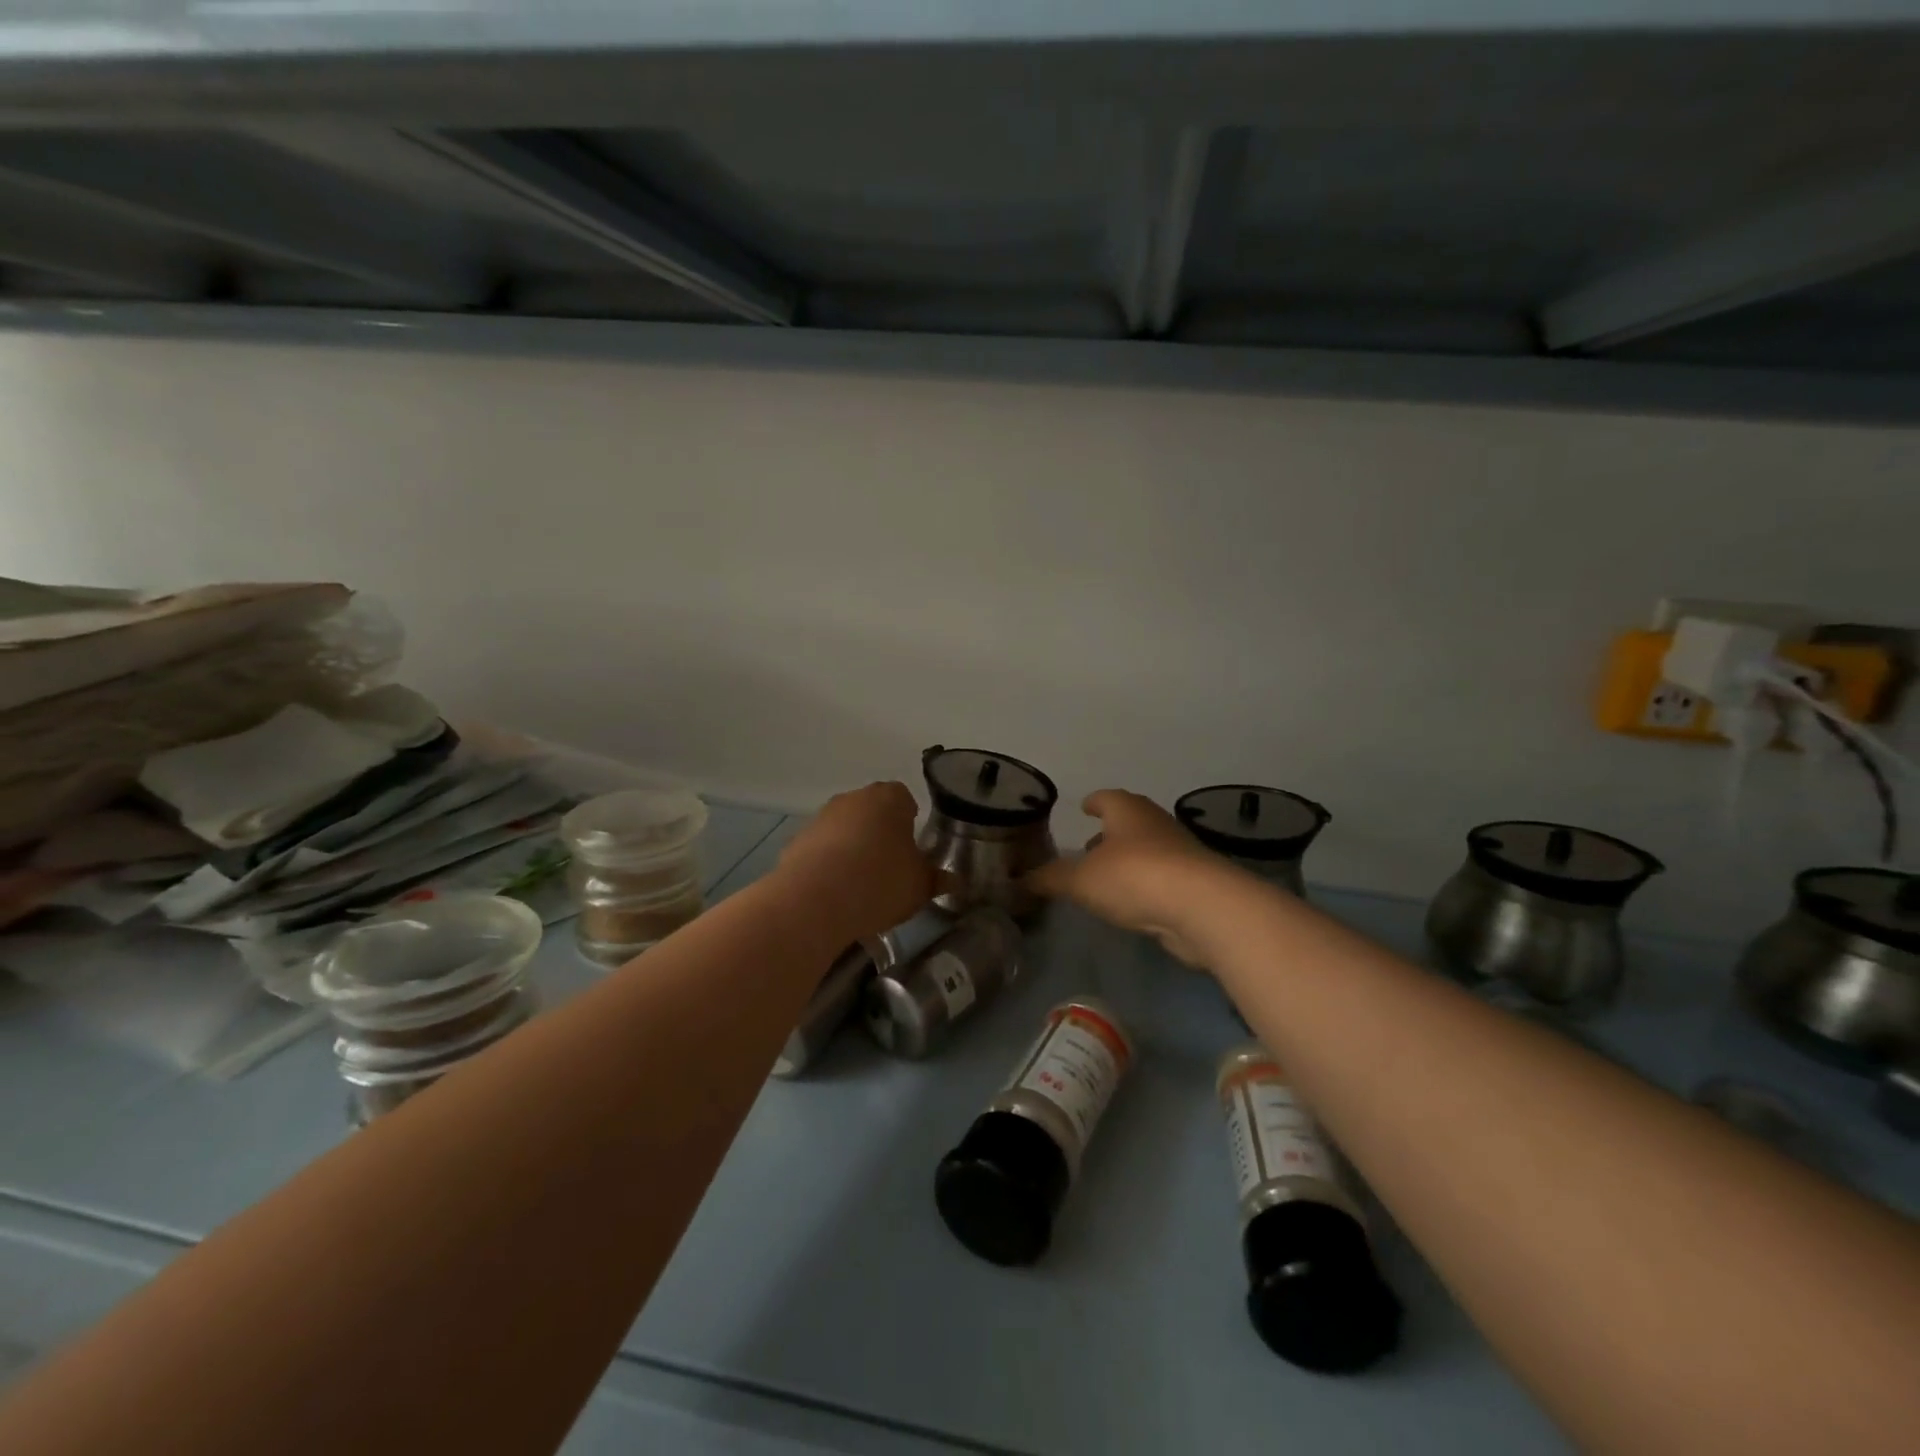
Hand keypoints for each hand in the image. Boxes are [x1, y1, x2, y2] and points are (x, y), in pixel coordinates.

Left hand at [778, 781, 933, 941]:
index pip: (905, 798)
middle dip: (881, 833)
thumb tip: (953, 880)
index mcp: (889, 798)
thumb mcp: (920, 886)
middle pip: (872, 811)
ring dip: (853, 849)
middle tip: (891, 867)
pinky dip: (829, 865)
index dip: (911, 821)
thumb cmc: (880, 882)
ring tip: (861, 886)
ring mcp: (821, 818)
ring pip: (845, 830)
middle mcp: (853, 798)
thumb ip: (937, 879)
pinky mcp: (797, 842)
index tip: (913, 847)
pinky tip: (835, 894)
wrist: (815, 900)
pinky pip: (822, 850)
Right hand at [1028, 790, 1226, 964]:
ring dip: (1128, 859)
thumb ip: (1049, 878)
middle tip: (1088, 847)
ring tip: (1105, 878)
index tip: (1084, 807)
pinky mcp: (1195, 882)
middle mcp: (1154, 823)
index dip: (1093, 803)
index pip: (1106, 797)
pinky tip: (1133, 900)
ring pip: (1147, 849)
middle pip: (1129, 821)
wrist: (1202, 907)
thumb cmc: (1134, 876)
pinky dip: (1146, 883)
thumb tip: (1019, 879)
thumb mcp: (1080, 879)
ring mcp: (1179, 852)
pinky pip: (1162, 876)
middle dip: (1109, 832)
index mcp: (1126, 810)